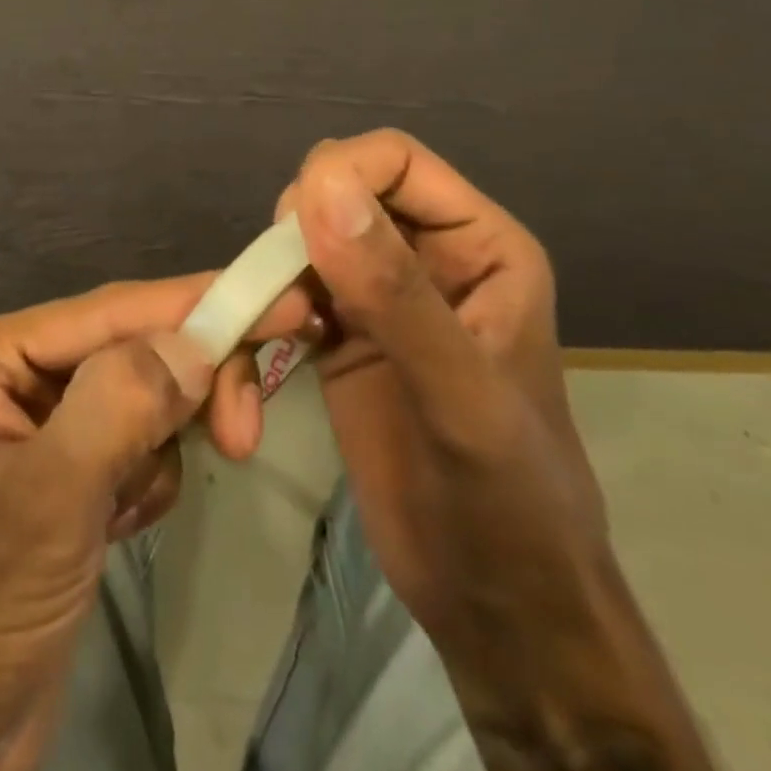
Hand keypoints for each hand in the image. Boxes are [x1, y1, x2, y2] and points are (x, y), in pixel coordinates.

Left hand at [0, 273, 306, 770]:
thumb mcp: (40, 505)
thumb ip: (114, 410)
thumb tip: (193, 344)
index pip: (115, 310)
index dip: (200, 303)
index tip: (284, 303)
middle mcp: (24, 374)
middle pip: (139, 345)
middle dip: (193, 384)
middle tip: (243, 436)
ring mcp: (52, 426)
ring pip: (150, 395)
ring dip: (167, 443)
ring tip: (133, 509)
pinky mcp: (78, 478)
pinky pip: (145, 446)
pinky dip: (152, 480)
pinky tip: (118, 526)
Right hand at [277, 130, 605, 635]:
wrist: (499, 610)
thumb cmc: (509, 506)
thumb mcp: (459, 397)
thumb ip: (392, 291)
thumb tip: (321, 187)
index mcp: (479, 245)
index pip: (395, 160)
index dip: (339, 175)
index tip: (293, 230)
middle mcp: (428, 257)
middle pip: (338, 193)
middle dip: (297, 232)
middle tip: (283, 297)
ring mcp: (381, 298)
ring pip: (303, 243)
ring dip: (272, 281)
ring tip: (272, 337)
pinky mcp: (342, 338)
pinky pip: (287, 294)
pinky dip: (263, 318)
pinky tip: (262, 367)